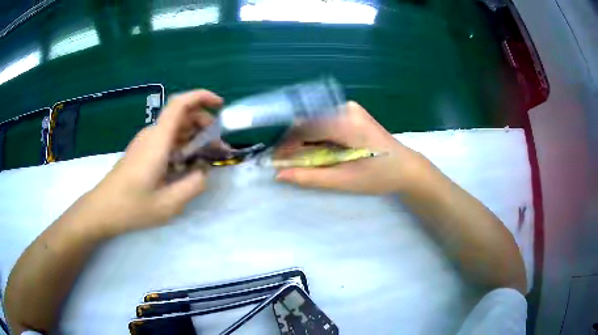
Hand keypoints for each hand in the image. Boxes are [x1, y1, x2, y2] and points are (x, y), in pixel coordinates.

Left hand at [81, 90, 223, 237]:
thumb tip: (204, 171)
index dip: (202, 97)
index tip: (220, 105)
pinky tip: (186, 165)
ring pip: (174, 128)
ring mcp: (145, 142)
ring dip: (193, 136)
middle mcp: (151, 135)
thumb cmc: (132, 207)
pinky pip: (166, 139)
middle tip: (217, 146)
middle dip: (203, 123)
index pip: (180, 104)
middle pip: (181, 115)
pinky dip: (181, 145)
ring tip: (205, 157)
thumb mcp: (168, 204)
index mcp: (158, 141)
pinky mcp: (141, 151)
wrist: (102, 209)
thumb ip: (193, 185)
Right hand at [275, 101, 427, 193]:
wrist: (406, 167)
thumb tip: (279, 174)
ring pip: (315, 121)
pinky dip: (316, 136)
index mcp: (347, 123)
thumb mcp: (344, 181)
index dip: (286, 144)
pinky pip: (325, 121)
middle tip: (287, 163)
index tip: (276, 160)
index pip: (305, 127)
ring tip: (301, 160)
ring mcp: (350, 108)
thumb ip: (310, 177)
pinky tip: (318, 151)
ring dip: (305, 140)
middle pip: (309, 122)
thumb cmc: (380, 176)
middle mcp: (346, 108)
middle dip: (294, 143)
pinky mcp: (351, 113)